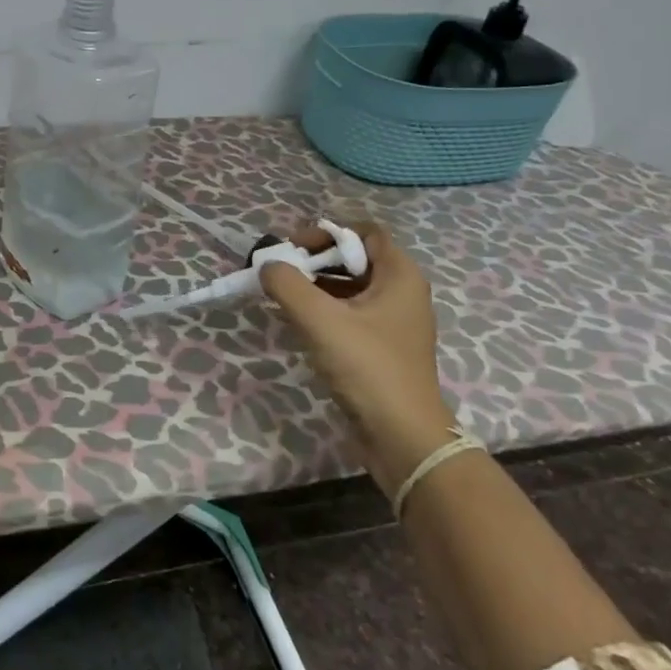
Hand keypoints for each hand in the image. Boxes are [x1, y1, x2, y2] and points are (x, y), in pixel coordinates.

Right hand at [260, 220, 456, 493]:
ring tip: (282, 294)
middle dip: (315, 259)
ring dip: (316, 285)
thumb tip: (267, 264)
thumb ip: (288, 285)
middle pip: (355, 258)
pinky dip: (324, 309)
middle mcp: (401, 292)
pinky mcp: (382, 347)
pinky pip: (350, 313)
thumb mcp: (321, 321)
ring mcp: (393, 322)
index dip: (326, 233)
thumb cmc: (368, 368)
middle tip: (280, 271)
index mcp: (400, 276)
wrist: (403, 437)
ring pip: (350, 287)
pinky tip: (298, 321)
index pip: (364, 232)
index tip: (292, 249)